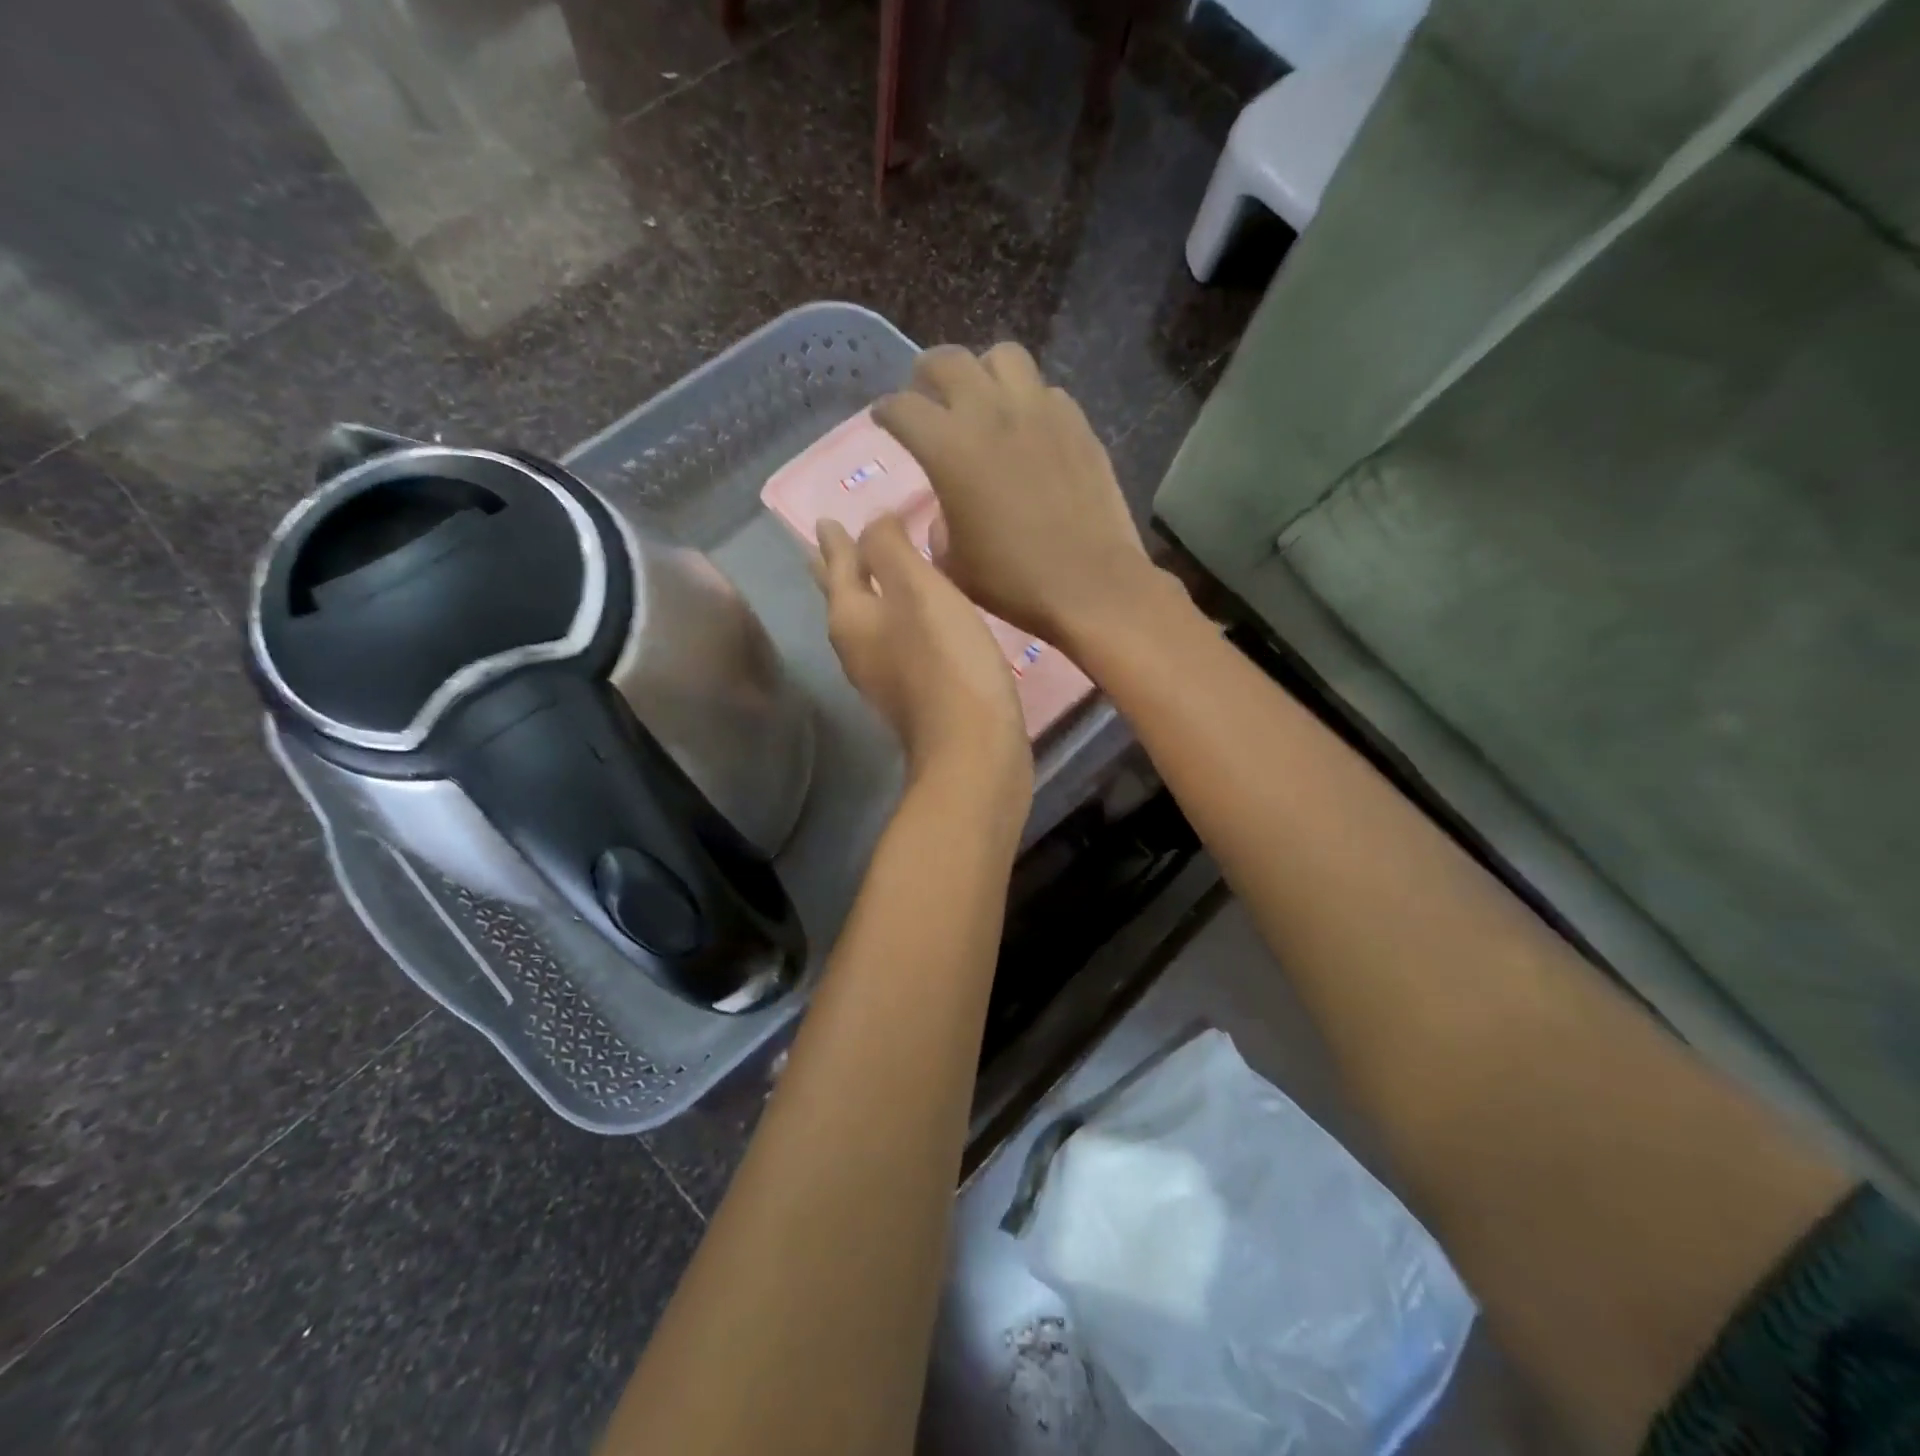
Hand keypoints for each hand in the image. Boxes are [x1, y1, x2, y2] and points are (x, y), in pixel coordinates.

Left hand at [814, 515, 1031, 802]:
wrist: (972, 748)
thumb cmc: (945, 660)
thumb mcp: (917, 589)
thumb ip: (891, 549)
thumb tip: (873, 523)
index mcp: (851, 618)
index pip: (838, 567)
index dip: (835, 542)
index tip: (824, 520)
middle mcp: (857, 649)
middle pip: (842, 599)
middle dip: (837, 570)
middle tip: (826, 544)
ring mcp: (883, 677)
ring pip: (868, 622)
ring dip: (868, 595)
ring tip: (873, 576)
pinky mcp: (912, 696)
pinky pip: (895, 643)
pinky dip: (896, 621)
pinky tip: (914, 620)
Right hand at [872, 343, 1161, 649]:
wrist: (1090, 584)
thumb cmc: (1012, 581)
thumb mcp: (951, 563)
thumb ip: (937, 523)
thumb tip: (946, 508)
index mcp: (948, 447)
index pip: (901, 407)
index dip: (886, 413)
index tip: (885, 421)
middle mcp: (990, 412)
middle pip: (946, 361)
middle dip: (926, 375)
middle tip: (925, 397)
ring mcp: (1039, 410)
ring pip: (1002, 357)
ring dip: (982, 372)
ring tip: (981, 399)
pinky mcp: (1077, 422)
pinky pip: (1044, 390)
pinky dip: (1027, 400)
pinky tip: (1027, 429)